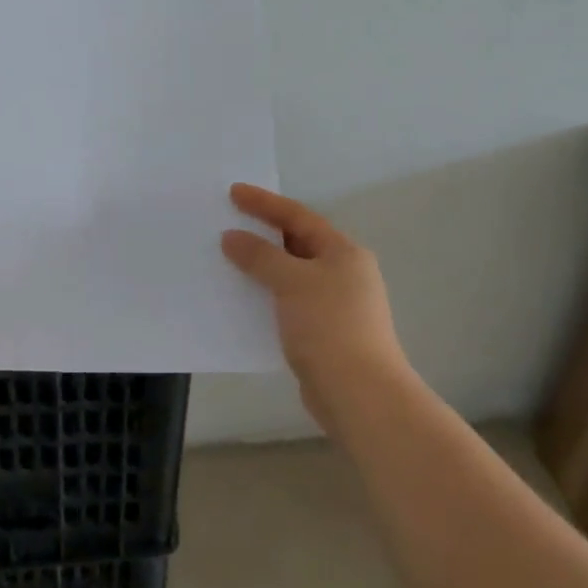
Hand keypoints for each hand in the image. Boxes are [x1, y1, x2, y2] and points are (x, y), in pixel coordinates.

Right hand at [221, 183, 412, 432]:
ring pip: (291, 275)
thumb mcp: (291, 282)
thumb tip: (232, 237)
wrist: (360, 396)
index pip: (298, 216)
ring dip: (262, 266)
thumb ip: (260, 256)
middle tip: (229, 221)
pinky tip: (242, 299)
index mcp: (343, 252)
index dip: (265, 203)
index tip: (234, 192)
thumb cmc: (329, 326)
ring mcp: (335, 305)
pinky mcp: (324, 334)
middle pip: (297, 243)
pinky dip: (266, 296)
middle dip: (263, 233)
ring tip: (228, 258)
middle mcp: (344, 273)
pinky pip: (288, 302)